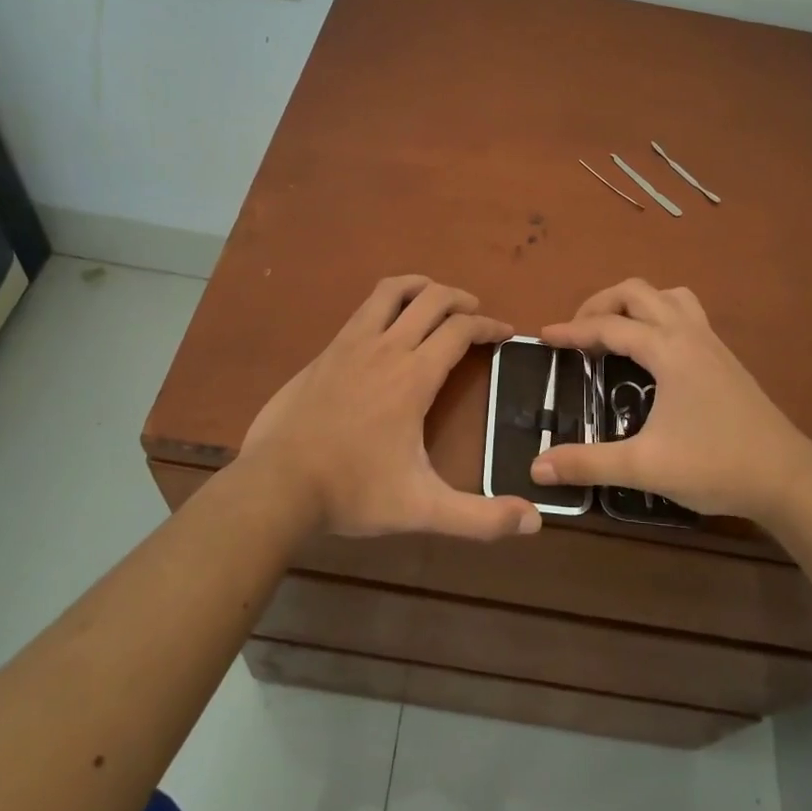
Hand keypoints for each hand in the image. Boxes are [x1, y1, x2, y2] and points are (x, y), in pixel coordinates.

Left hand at [239, 276, 541, 540]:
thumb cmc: (353, 491)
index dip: (489, 326)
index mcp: (413, 376)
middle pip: (431, 299)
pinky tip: (387, 326)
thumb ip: (479, 518)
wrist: (276, 484)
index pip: (460, 330)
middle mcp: (386, 348)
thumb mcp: (422, 509)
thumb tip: (535, 523)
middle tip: (476, 313)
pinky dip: (387, 302)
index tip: (505, 332)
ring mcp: (350, 344)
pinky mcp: (326, 351)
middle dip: (460, 298)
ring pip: (391, 291)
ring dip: (421, 287)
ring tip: (436, 299)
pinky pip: (364, 309)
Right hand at [530, 279, 811, 524]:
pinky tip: (653, 351)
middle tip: (577, 333)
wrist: (788, 478)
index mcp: (668, 349)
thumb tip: (537, 467)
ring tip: (614, 331)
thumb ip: (587, 463)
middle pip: (637, 292)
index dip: (572, 331)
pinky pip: (686, 313)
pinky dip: (659, 315)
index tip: (543, 338)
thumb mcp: (645, 466)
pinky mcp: (724, 357)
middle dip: (600, 304)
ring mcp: (711, 342)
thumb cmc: (716, 465)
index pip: (609, 326)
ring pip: (667, 296)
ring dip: (635, 303)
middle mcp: (689, 333)